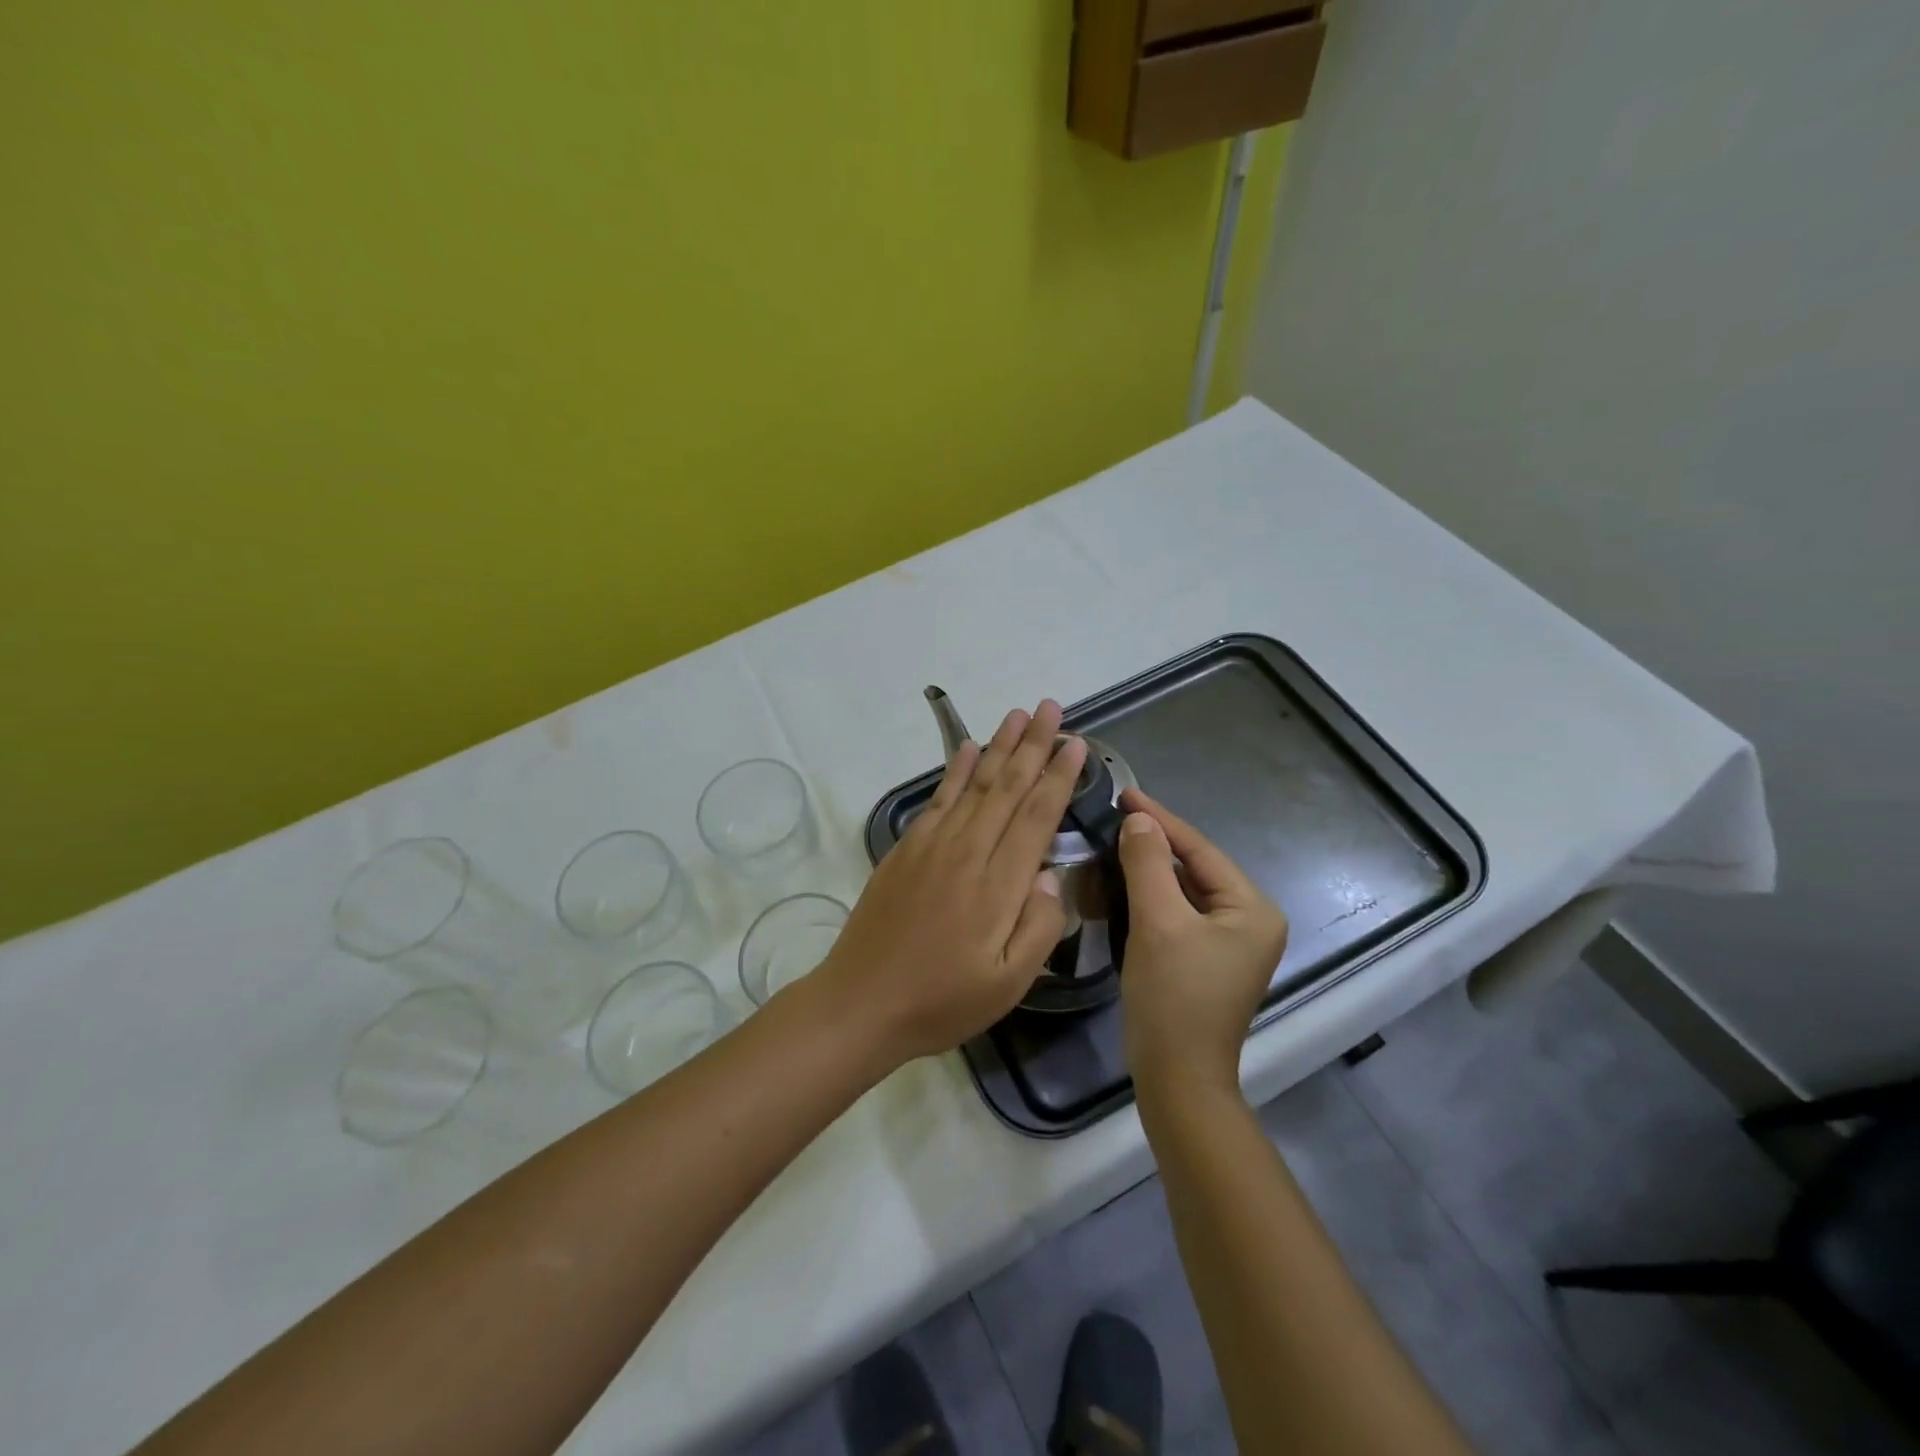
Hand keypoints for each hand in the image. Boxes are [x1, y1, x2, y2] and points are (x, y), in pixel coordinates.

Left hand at [814, 700, 1086, 1068]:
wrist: (861, 1001)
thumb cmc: (942, 1000)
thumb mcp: (1008, 983)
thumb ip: (1039, 927)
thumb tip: (1052, 876)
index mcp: (999, 884)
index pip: (1037, 815)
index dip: (1058, 776)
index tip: (1076, 744)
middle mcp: (968, 851)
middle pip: (1007, 786)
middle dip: (1033, 744)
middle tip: (1050, 707)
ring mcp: (933, 845)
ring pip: (974, 783)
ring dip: (998, 745)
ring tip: (1016, 713)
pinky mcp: (906, 849)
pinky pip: (938, 799)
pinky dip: (954, 769)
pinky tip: (966, 748)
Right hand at [1115, 788, 1288, 1099]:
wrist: (1176, 1077)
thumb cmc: (1173, 997)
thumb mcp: (1157, 922)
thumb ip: (1147, 864)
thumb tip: (1138, 820)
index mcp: (1253, 909)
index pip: (1200, 850)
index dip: (1160, 819)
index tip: (1125, 793)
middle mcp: (1251, 920)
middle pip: (1195, 868)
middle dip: (1155, 842)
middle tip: (1116, 814)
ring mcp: (1231, 943)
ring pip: (1185, 889)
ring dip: (1151, 867)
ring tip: (1116, 839)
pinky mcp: (1208, 959)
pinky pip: (1180, 912)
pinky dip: (1153, 895)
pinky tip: (1126, 881)